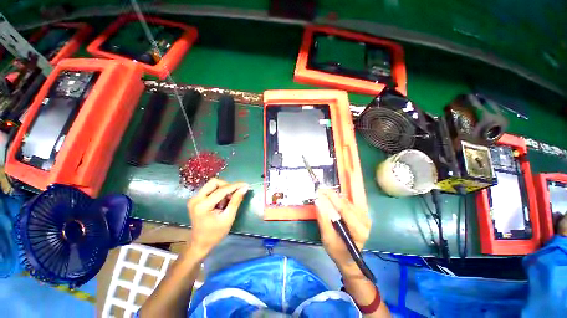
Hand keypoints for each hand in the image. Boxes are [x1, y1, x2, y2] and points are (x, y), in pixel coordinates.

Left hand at [187, 178, 248, 256]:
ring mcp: (194, 199)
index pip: (221, 190)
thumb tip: (244, 188)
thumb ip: (236, 201)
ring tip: (228, 200)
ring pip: (212, 185)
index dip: (235, 186)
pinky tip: (222, 202)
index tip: (246, 184)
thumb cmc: (215, 233)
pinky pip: (210, 189)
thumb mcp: (228, 218)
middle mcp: (196, 199)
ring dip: (223, 189)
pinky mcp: (196, 199)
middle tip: (235, 194)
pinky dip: (219, 192)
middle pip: (214, 182)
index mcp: (202, 206)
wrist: (200, 243)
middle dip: (227, 186)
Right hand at [315, 189, 370, 274]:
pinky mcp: (362, 215)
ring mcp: (365, 217)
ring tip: (324, 195)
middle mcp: (365, 222)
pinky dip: (339, 200)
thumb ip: (323, 220)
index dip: (332, 198)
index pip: (345, 209)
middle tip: (320, 191)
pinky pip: (350, 203)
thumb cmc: (337, 251)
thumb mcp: (327, 238)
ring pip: (348, 202)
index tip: (321, 191)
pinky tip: (332, 200)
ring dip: (336, 197)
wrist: (348, 258)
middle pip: (347, 204)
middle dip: (332, 196)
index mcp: (359, 231)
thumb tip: (318, 202)